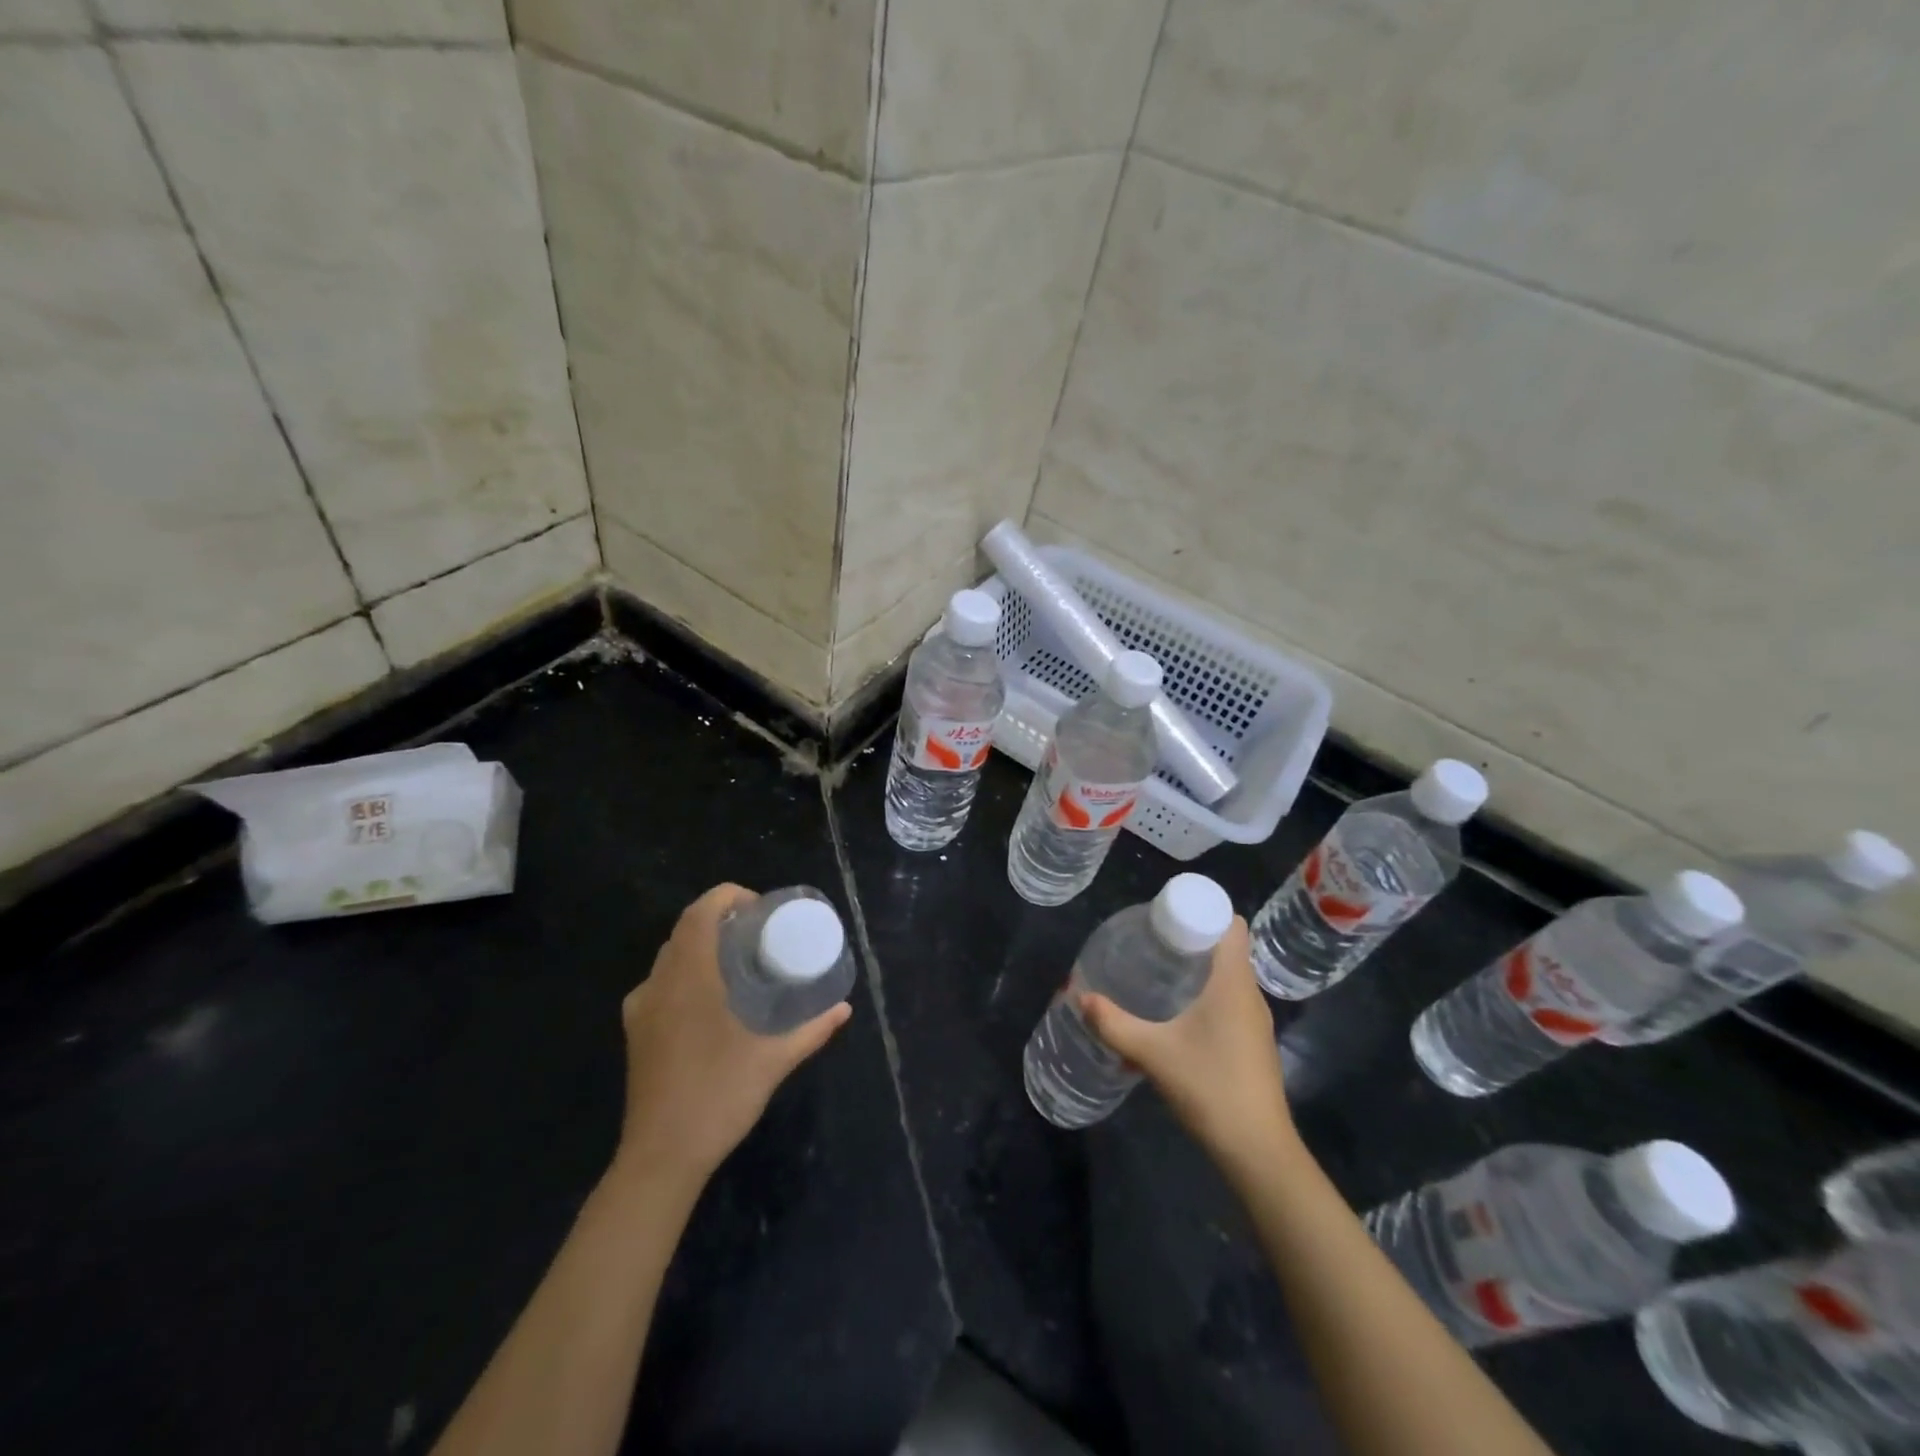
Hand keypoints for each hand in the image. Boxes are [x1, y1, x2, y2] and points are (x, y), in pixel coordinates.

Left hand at [613, 884, 850, 1186]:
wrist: (661, 1155)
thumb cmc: (719, 1095)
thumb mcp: (774, 1059)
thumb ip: (812, 1029)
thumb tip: (844, 1007)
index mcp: (690, 976)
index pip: (701, 911)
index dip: (728, 896)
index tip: (761, 911)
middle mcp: (659, 982)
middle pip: (685, 929)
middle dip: (720, 920)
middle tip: (758, 935)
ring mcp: (642, 1008)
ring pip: (670, 956)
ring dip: (701, 947)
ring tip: (737, 964)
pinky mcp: (636, 1031)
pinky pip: (660, 984)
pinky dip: (685, 975)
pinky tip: (709, 1002)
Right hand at [1079, 917, 1295, 1175]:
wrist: (1257, 1151)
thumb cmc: (1210, 1087)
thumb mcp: (1153, 1053)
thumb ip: (1114, 1024)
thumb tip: (1080, 997)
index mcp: (1233, 983)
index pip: (1233, 925)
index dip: (1205, 912)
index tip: (1169, 918)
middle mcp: (1250, 995)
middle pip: (1228, 948)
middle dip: (1193, 939)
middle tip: (1153, 942)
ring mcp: (1256, 1022)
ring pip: (1230, 977)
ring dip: (1200, 969)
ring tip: (1160, 972)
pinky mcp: (1254, 1045)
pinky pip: (1232, 1001)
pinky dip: (1208, 995)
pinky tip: (1179, 1014)